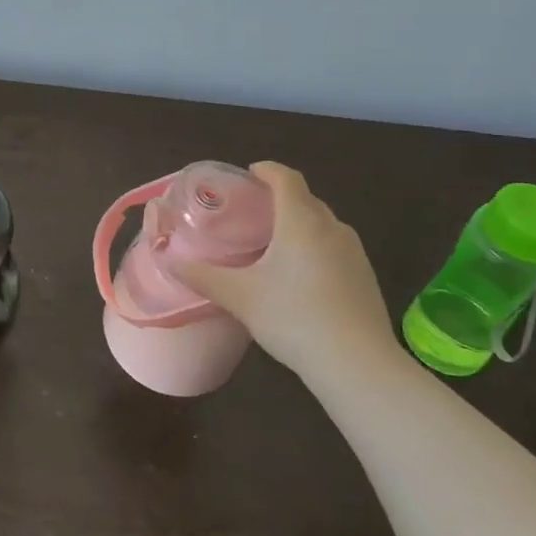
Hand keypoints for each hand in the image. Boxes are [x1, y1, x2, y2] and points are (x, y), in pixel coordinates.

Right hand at [169, 162, 401, 384]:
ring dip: (300, 225)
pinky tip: (302, 279)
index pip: (286, 178)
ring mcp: (354, 252)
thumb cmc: (293, 318)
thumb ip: (203, 276)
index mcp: (301, 221)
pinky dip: (316, 249)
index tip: (248, 175)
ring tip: (274, 246)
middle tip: (252, 214)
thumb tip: (170, 261)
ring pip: (323, 224)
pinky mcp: (366, 276)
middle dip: (280, 199)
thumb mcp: (240, 297)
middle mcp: (332, 227)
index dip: (267, 170)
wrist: (357, 364)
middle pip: (305, 199)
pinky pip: (336, 248)